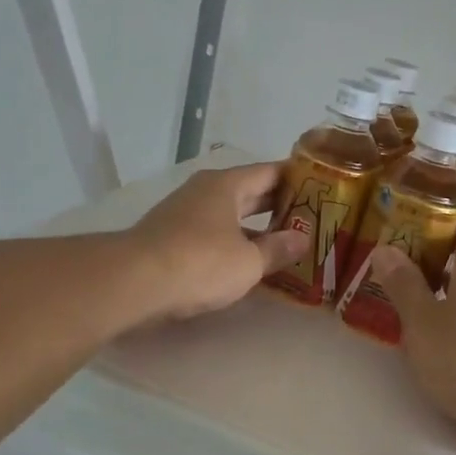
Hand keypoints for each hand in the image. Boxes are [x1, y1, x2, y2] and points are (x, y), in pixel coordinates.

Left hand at [125, 162, 309, 322]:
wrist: (135, 282)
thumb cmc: (200, 262)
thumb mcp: (248, 261)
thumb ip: (278, 249)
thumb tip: (302, 238)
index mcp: (227, 185)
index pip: (269, 172)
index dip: (296, 179)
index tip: (320, 187)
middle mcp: (204, 192)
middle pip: (249, 193)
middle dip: (277, 206)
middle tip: (309, 218)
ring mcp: (184, 214)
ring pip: (229, 216)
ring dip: (255, 229)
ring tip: (284, 244)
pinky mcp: (170, 238)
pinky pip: (212, 235)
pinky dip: (233, 244)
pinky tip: (247, 263)